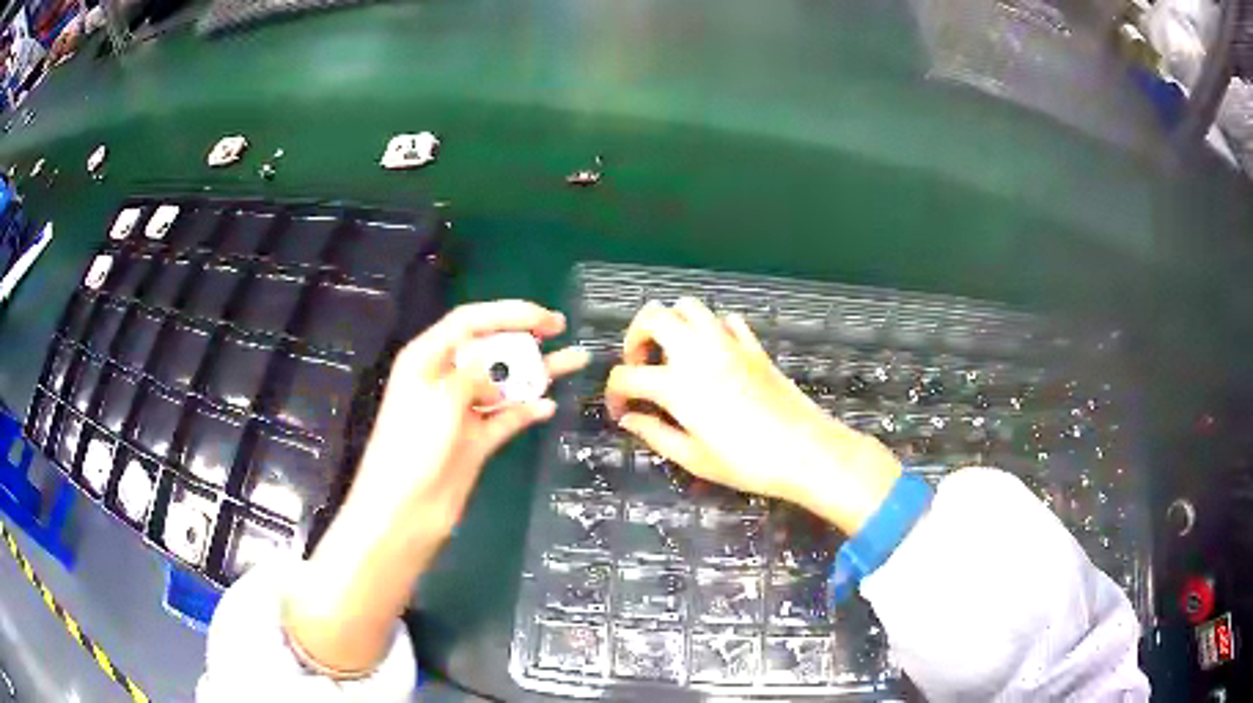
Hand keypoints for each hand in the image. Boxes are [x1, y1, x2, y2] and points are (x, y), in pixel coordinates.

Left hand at [285, 301, 587, 674]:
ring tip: (574, 360)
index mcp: (427, 359)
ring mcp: (461, 411)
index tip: (543, 316)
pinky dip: (526, 411)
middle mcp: (444, 379)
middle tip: (559, 328)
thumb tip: (494, 378)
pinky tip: (549, 407)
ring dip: (535, 372)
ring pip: (503, 382)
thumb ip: (473, 375)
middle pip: (489, 347)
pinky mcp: (474, 440)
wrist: (405, 510)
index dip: (507, 312)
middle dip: (524, 336)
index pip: (469, 321)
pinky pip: (506, 418)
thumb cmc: (413, 446)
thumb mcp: (441, 398)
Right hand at [606, 297, 900, 534]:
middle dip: (635, 337)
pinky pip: (725, 320)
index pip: (627, 375)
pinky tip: (713, 355)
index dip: (615, 394)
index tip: (621, 412)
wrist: (806, 451)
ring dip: (671, 324)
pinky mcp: (753, 346)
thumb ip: (655, 434)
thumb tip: (630, 419)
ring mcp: (728, 344)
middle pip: (652, 317)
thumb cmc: (747, 463)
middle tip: (641, 366)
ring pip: (688, 307)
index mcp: (677, 384)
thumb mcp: (694, 458)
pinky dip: (711, 329)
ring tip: (673, 355)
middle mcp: (698, 352)